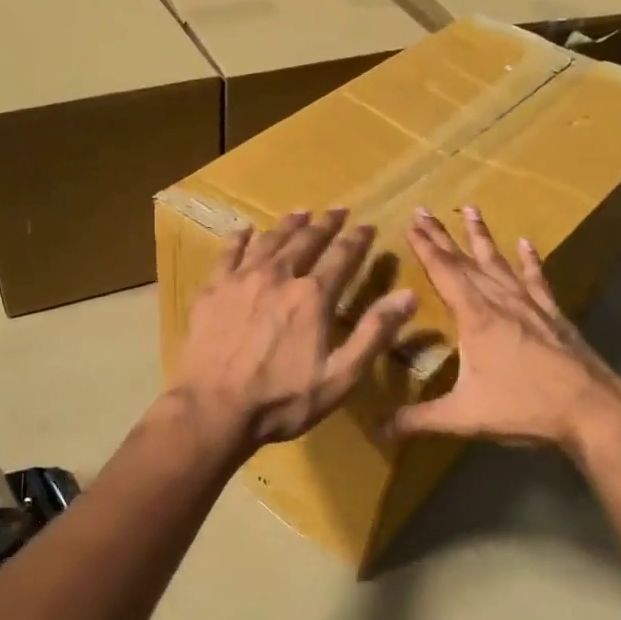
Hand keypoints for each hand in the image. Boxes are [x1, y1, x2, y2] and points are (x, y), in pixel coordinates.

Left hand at [170, 209, 418, 448]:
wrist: (214, 409)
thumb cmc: (282, 400)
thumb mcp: (341, 376)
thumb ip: (374, 333)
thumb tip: (408, 295)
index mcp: (313, 296)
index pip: (342, 257)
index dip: (357, 240)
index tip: (367, 226)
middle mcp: (279, 276)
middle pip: (306, 241)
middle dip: (325, 224)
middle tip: (336, 210)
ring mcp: (241, 280)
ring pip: (269, 241)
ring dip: (288, 225)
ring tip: (300, 213)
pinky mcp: (212, 290)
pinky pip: (228, 253)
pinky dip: (240, 239)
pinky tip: (245, 231)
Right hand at [388, 206, 620, 470]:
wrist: (592, 410)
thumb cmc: (524, 408)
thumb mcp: (463, 417)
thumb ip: (417, 420)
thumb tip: (376, 430)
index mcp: (476, 318)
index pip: (444, 273)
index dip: (425, 247)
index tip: (410, 222)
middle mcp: (501, 302)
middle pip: (466, 261)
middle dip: (442, 235)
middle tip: (424, 210)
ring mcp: (530, 305)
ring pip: (499, 262)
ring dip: (482, 237)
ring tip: (470, 209)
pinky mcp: (553, 315)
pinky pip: (537, 280)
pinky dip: (529, 261)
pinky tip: (526, 244)